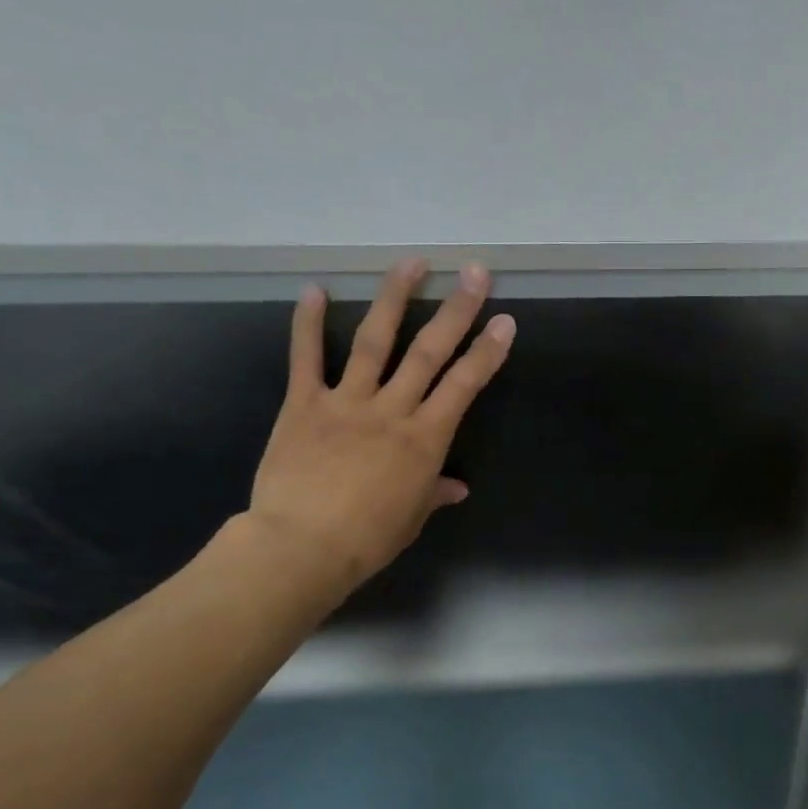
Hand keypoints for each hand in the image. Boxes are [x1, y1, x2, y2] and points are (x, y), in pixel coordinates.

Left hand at [244, 258, 514, 616]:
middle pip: (428, 351)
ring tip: (411, 262)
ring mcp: (346, 401)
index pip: (464, 386)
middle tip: (474, 272)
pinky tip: (314, 289)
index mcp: (424, 439)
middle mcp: (391, 410)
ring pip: (374, 340)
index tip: (504, 321)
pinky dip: (307, 322)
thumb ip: (433, 492)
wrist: (303, 545)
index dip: (487, 352)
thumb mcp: (412, 518)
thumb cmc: (368, 538)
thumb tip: (455, 487)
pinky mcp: (303, 404)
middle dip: (456, 310)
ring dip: (394, 298)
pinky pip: (305, 357)